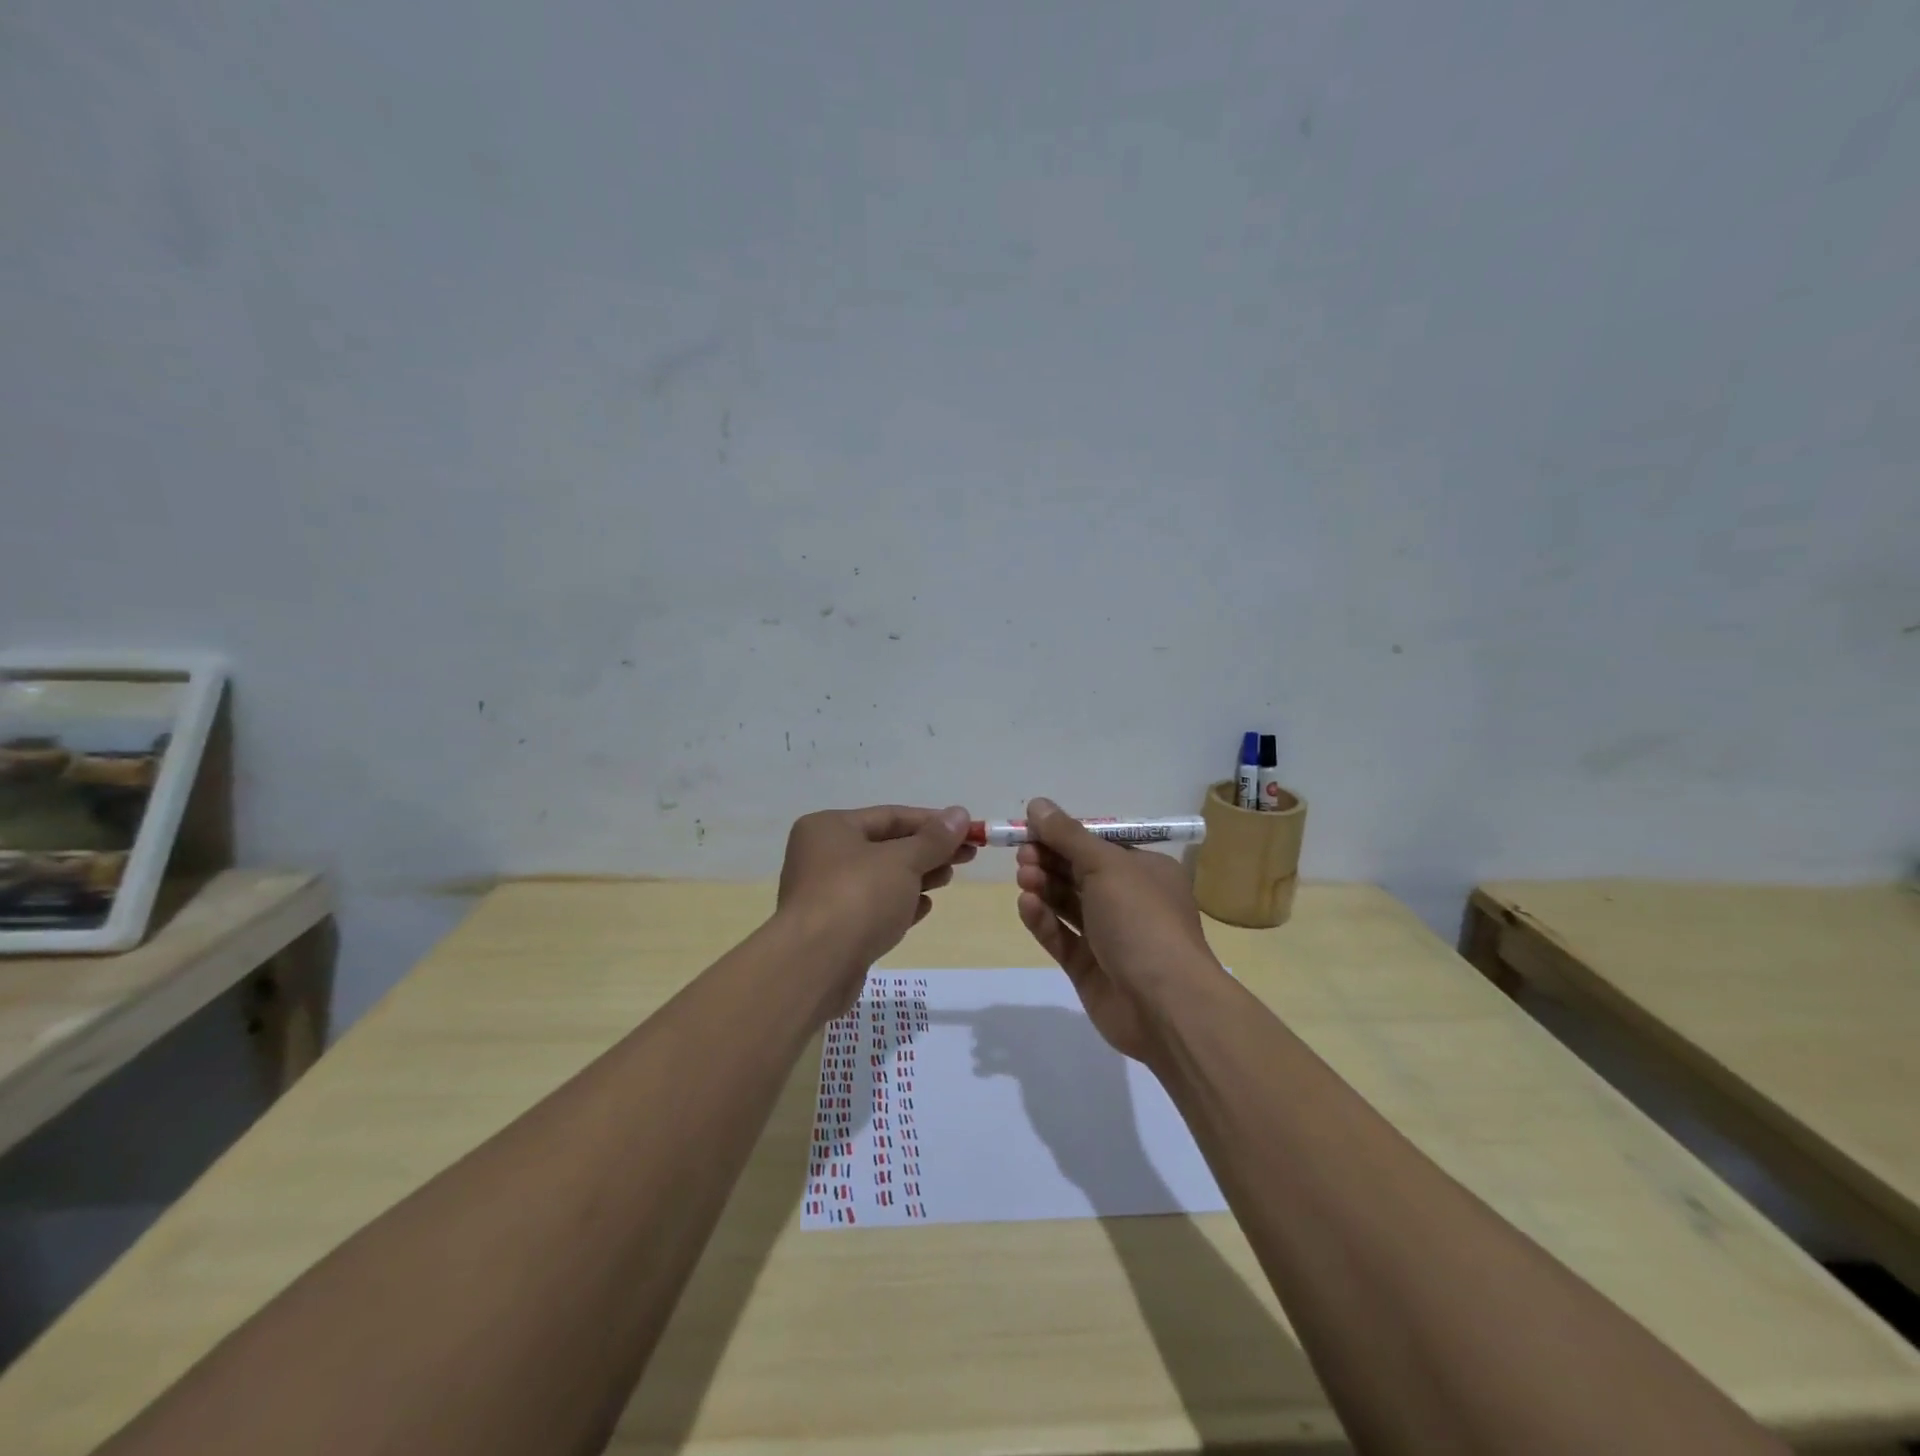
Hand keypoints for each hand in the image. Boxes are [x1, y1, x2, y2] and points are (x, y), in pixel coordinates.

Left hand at [777, 804, 973, 1016]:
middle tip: (966, 856)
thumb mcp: (903, 861)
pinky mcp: (833, 929)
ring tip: (948, 879)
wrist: (815, 966)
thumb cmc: (858, 897)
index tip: (968, 830)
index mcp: (829, 827)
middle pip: (886, 846)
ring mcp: (825, 894)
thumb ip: (934, 839)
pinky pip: (873, 908)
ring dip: (917, 877)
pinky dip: (899, 905)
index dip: (933, 822)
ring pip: (881, 879)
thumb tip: (960, 814)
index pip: (890, 816)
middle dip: (927, 851)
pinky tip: (924, 908)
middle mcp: (822, 855)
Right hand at [1014, 797, 1221, 1061]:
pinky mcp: (1089, 968)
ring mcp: (1109, 936)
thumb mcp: (1106, 865)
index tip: (1030, 828)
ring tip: (1024, 877)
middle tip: (1022, 854)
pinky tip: (1027, 906)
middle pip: (1079, 872)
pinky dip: (1043, 920)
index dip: (1064, 835)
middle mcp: (1129, 900)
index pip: (1098, 845)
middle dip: (1049, 860)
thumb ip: (1068, 835)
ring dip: (1044, 887)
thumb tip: (1037, 803)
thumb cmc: (1141, 920)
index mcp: (1145, 871)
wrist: (1164, 1004)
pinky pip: (1061, 937)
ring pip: (1067, 904)